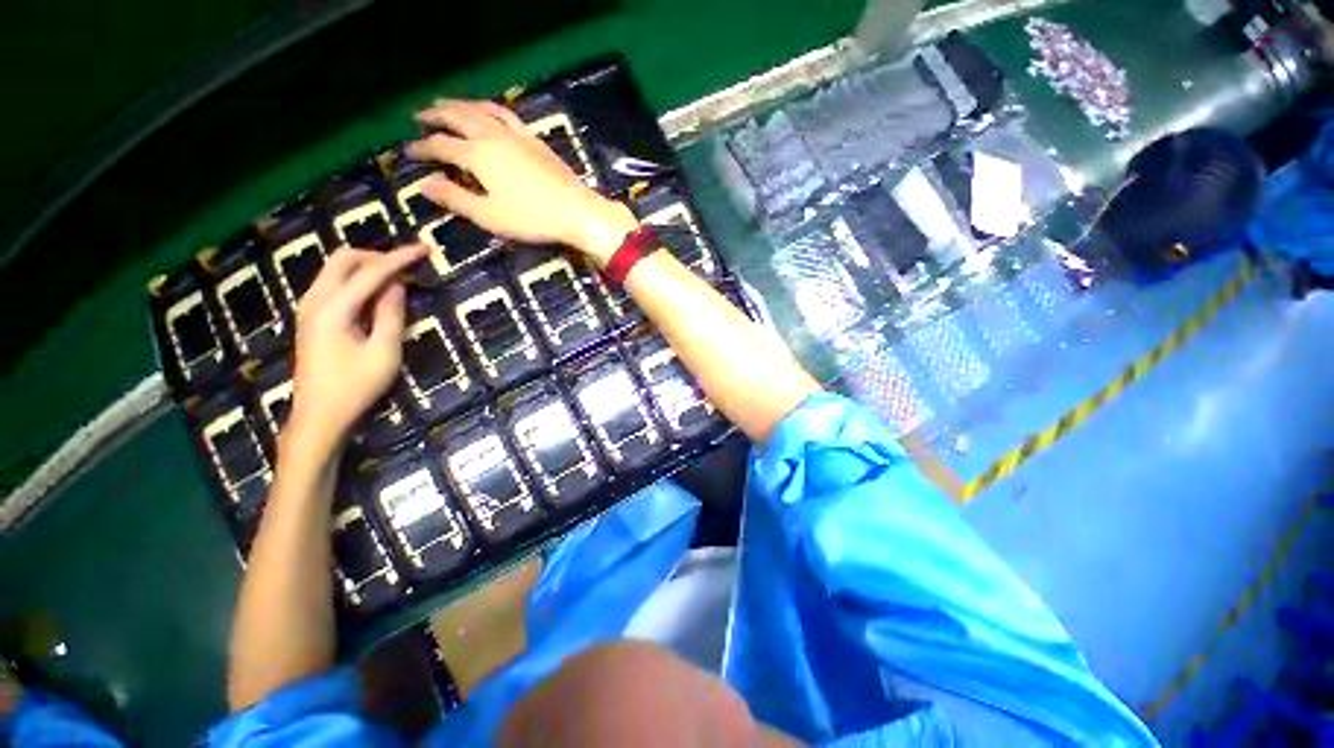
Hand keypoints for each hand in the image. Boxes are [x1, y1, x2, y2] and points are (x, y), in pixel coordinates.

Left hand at [285, 245, 426, 456]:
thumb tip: (398, 285)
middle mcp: (315, 300)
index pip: (371, 272)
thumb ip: (391, 315)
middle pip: (344, 259)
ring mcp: (309, 308)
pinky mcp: (311, 317)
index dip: (400, 258)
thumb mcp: (384, 352)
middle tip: (408, 266)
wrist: (319, 416)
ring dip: (367, 267)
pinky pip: (335, 284)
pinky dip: (358, 280)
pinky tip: (376, 293)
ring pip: (337, 269)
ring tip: (398, 278)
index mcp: (333, 309)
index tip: (425, 248)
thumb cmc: (356, 387)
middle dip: (378, 256)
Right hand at [406, 99, 637, 263]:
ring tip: (448, 103)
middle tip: (419, 114)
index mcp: (478, 156)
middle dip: (436, 115)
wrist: (577, 211)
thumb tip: (424, 185)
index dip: (422, 148)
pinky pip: (507, 115)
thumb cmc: (533, 218)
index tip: (407, 151)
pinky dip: (491, 108)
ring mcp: (517, 136)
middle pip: (459, 117)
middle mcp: (494, 137)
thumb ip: (456, 199)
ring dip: (461, 104)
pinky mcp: (535, 140)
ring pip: (483, 109)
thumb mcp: (490, 216)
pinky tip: (491, 113)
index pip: (441, 146)